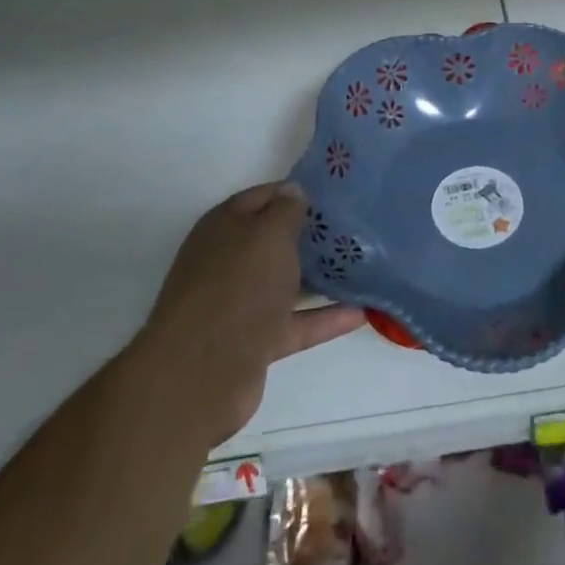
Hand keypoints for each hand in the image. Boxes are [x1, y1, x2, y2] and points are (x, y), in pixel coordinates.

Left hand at [145, 183, 362, 445]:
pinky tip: (360, 313)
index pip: (263, 197)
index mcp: (224, 227)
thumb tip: (293, 191)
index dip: (295, 192)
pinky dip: (324, 318)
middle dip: (309, 235)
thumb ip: (286, 209)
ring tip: (362, 266)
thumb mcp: (269, 233)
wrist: (202, 372)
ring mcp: (238, 304)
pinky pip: (295, 323)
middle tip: (353, 227)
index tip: (333, 193)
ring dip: (319, 277)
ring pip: (284, 283)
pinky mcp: (252, 342)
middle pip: (273, 242)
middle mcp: (227, 262)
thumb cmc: (238, 285)